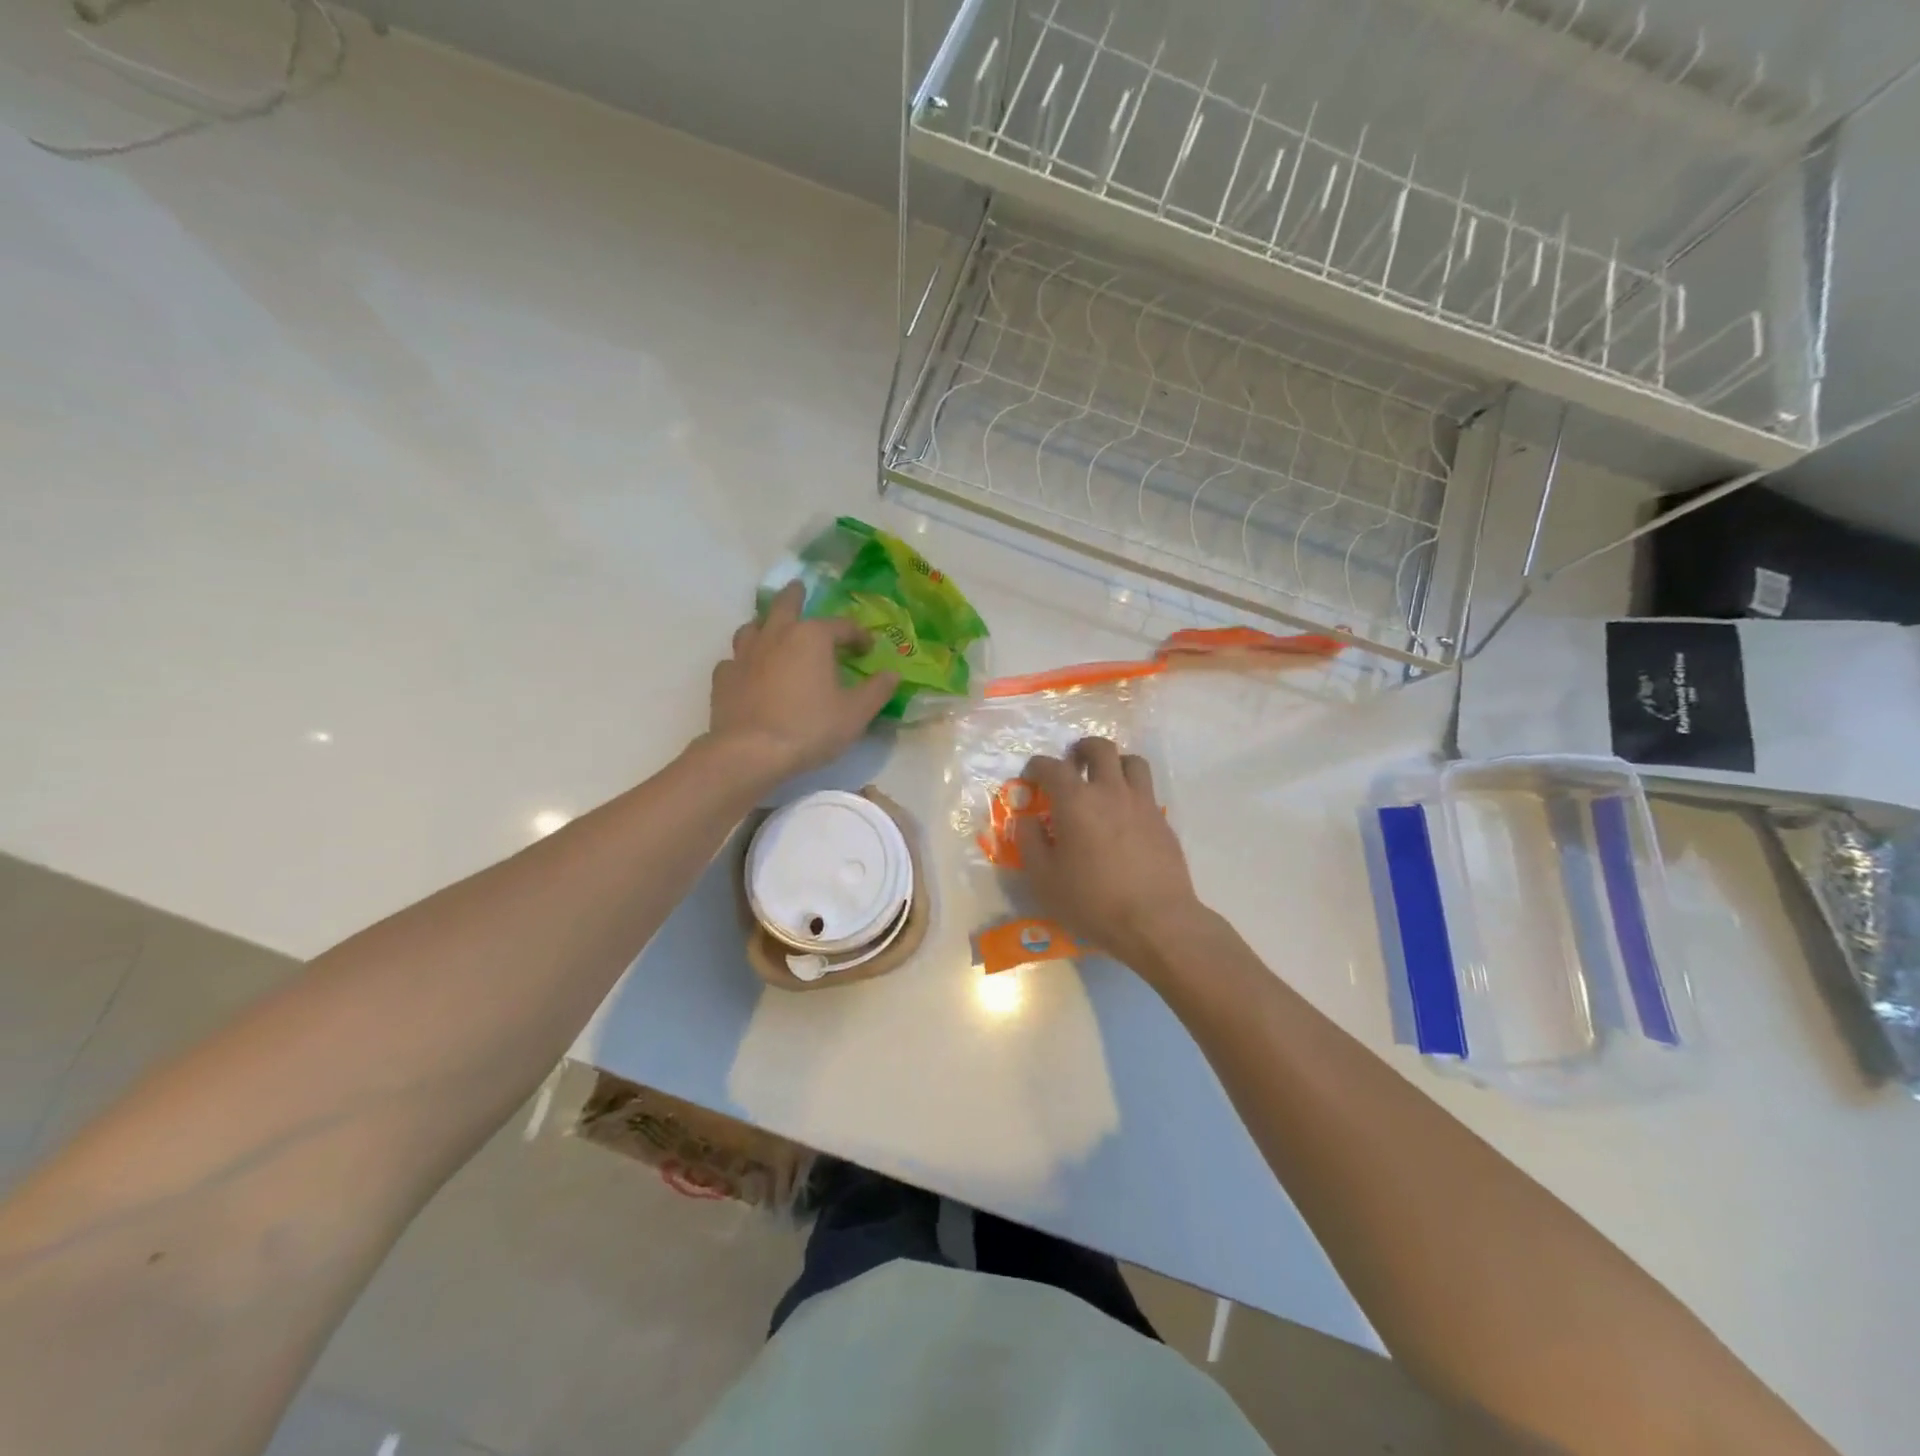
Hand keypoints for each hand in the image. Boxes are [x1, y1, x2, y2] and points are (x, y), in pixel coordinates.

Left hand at [706, 582, 899, 782]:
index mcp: (812, 637)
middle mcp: (776, 635)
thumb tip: (892, 674)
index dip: (858, 635)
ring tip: (771, 629)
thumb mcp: (855, 713)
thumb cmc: (810, 728)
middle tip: (799, 588)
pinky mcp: (724, 677)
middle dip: (795, 595)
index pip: (841, 626)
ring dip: (765, 624)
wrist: (751, 752)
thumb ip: (876, 691)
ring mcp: (745, 654)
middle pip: (785, 605)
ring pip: (753, 627)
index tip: (867, 648)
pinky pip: (734, 660)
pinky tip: (748, 671)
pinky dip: (744, 661)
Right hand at [1015, 737, 1207, 972]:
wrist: (1156, 921)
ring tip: (1105, 781)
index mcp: (1075, 801)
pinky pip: (1146, 791)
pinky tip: (1125, 816)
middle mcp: (1110, 791)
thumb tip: (1026, 820)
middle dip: (1082, 749)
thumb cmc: (1092, 901)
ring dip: (1115, 763)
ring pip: (1132, 761)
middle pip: (1100, 749)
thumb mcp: (1044, 879)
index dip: (1037, 766)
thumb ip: (1030, 843)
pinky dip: (1132, 792)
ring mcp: (1142, 803)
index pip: (1052, 767)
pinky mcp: (1162, 821)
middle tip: (1073, 764)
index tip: (1031, 774)